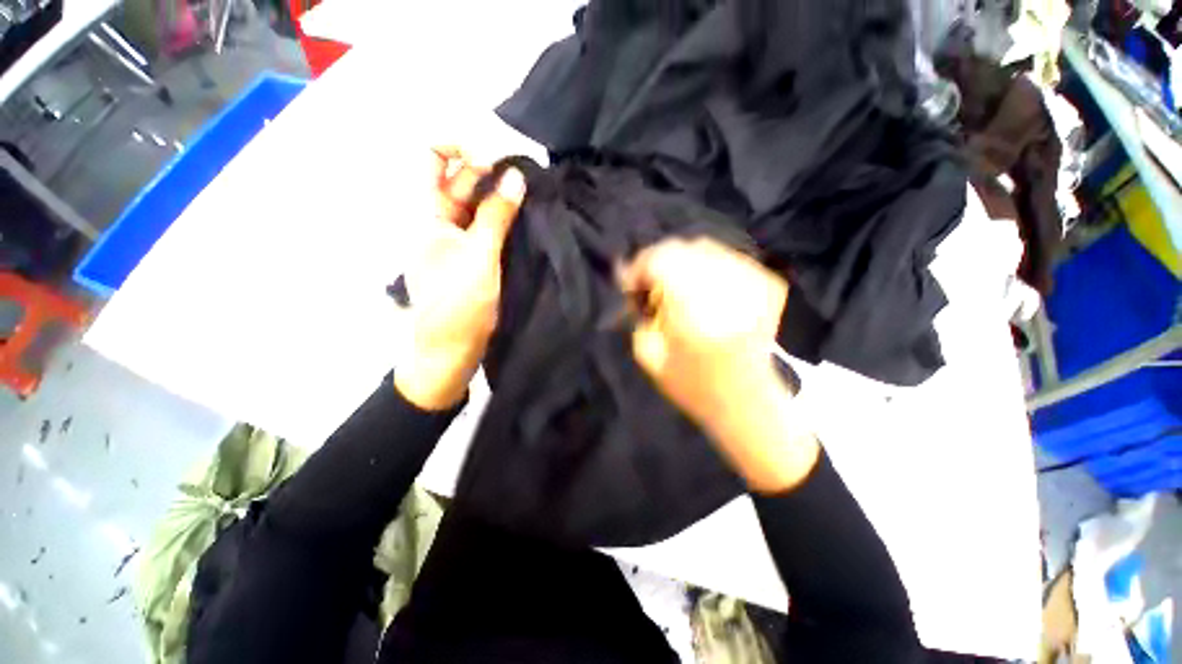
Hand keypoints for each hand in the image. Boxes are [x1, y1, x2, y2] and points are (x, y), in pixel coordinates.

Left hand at [395, 147, 525, 410]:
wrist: (452, 349)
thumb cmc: (459, 304)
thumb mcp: (480, 256)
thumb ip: (496, 215)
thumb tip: (515, 176)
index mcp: (427, 214)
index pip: (432, 159)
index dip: (459, 148)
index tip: (494, 161)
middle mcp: (439, 220)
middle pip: (460, 180)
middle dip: (490, 173)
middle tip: (525, 180)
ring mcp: (457, 239)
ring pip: (477, 204)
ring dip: (500, 197)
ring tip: (531, 196)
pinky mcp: (472, 255)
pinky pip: (486, 226)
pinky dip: (503, 218)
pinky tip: (525, 218)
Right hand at [620, 238, 818, 492]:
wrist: (747, 402)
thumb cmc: (692, 387)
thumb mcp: (649, 355)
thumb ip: (638, 312)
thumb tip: (632, 279)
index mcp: (695, 313)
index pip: (661, 259)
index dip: (639, 266)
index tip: (631, 285)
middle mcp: (729, 291)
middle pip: (684, 248)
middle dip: (659, 263)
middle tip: (651, 286)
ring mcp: (755, 285)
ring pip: (707, 247)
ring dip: (683, 263)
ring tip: (677, 288)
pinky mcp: (770, 285)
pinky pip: (728, 258)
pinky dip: (709, 268)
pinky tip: (703, 290)